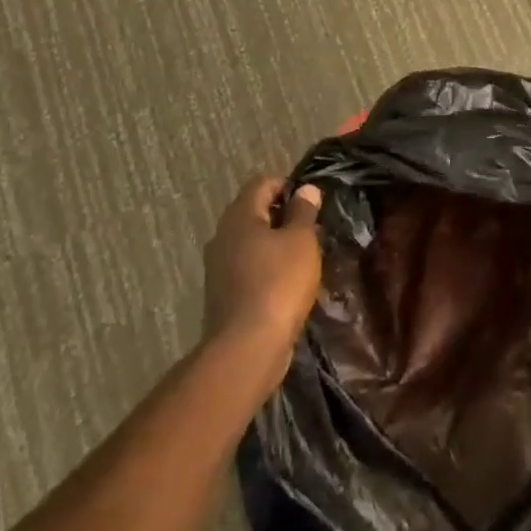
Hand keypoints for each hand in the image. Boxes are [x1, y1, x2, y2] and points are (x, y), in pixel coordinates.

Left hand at [202, 178, 323, 381]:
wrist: (247, 347)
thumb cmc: (278, 283)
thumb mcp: (301, 241)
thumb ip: (303, 211)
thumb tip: (306, 189)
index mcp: (240, 215)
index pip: (263, 183)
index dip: (289, 186)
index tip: (312, 202)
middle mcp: (223, 235)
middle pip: (254, 211)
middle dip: (283, 216)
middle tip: (311, 229)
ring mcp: (218, 266)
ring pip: (251, 241)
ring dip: (275, 244)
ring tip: (303, 257)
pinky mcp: (222, 293)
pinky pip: (247, 267)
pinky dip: (266, 268)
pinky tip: (286, 283)